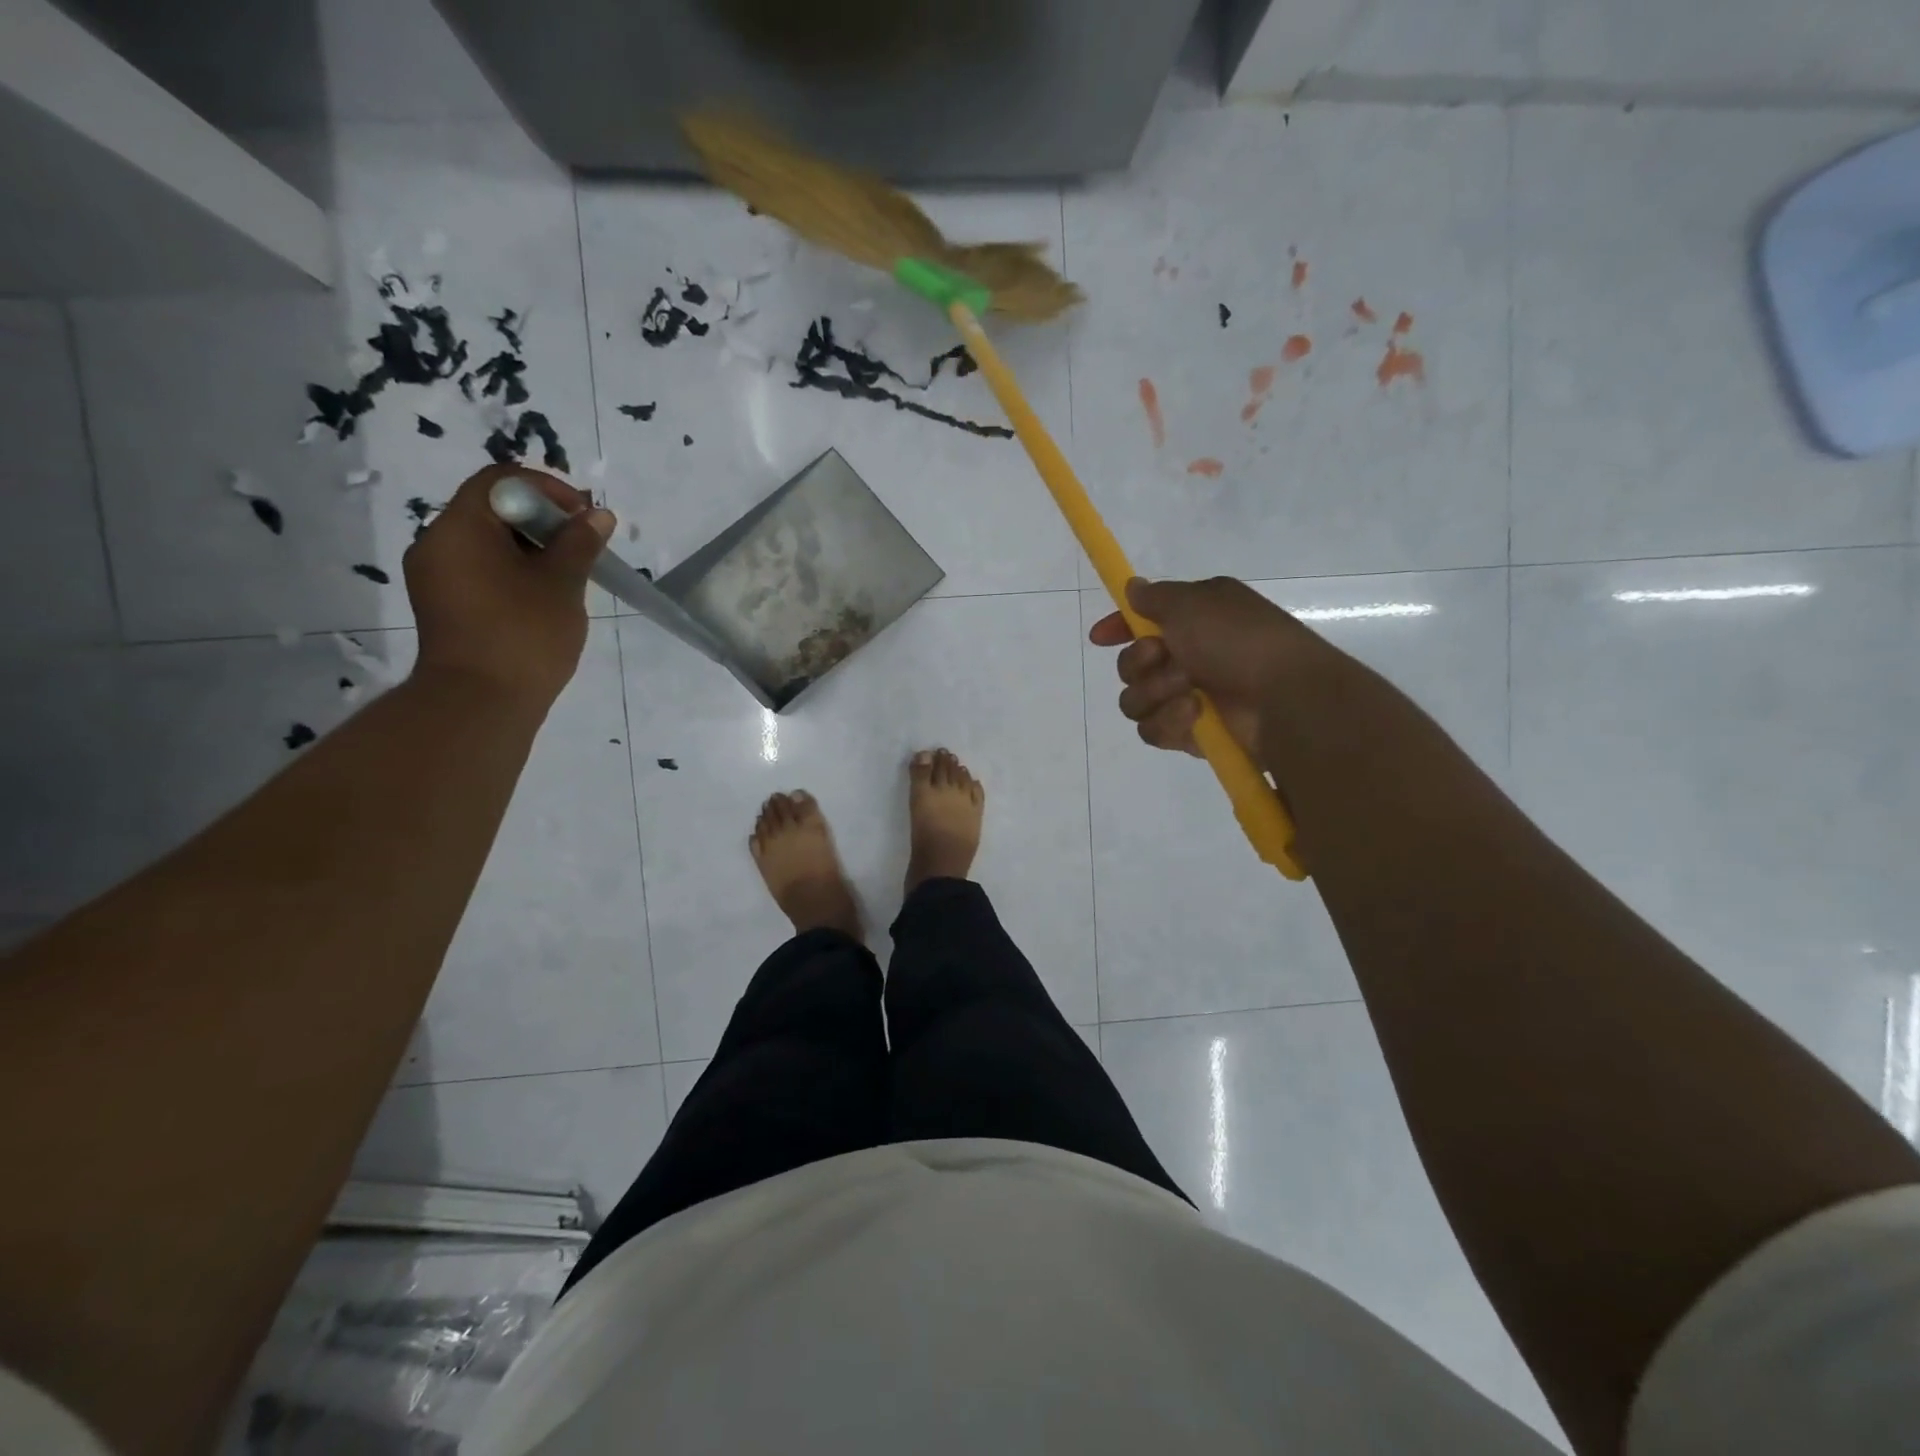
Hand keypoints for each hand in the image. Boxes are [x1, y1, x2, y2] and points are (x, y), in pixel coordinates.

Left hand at [404, 464, 614, 706]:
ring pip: (488, 542)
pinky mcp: (444, 604)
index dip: (547, 489)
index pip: (501, 480)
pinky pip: (480, 569)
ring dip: (531, 548)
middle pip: (492, 509)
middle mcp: (437, 543)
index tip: (583, 515)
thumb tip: (598, 515)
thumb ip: (580, 542)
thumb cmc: (523, 634)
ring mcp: (436, 576)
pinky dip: (514, 571)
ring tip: (569, 574)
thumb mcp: (562, 583)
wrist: (480, 703)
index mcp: (460, 527)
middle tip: (583, 545)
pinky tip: (544, 597)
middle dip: (543, 520)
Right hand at [1087, 576, 1322, 762]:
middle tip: (1163, 658)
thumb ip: (1156, 596)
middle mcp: (1190, 656)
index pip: (1143, 622)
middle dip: (1139, 663)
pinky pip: (1153, 730)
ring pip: (1135, 700)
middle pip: (1130, 665)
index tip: (1100, 638)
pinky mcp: (1189, 733)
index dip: (1119, 628)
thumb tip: (1133, 587)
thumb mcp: (1194, 603)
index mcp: (1195, 619)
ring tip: (1188, 692)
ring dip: (1155, 693)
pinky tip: (1194, 716)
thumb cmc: (1239, 641)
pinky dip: (1169, 722)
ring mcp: (1188, 696)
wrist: (1282, 699)